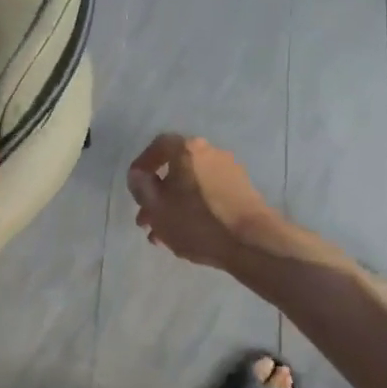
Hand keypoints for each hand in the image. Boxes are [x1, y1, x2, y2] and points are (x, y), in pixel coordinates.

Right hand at [127, 133, 281, 269]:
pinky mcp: (242, 191)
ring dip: (173, 207)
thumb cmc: (197, 221)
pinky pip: (208, 195)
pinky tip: (186, 235)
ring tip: (163, 235)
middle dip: (157, 195)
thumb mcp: (157, 208)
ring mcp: (229, 171)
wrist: (252, 242)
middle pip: (175, 169)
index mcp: (188, 150)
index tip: (134, 187)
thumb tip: (137, 174)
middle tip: (145, 220)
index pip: (158, 146)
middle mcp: (210, 152)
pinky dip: (193, 209)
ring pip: (191, 186)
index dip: (142, 165)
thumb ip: (141, 187)